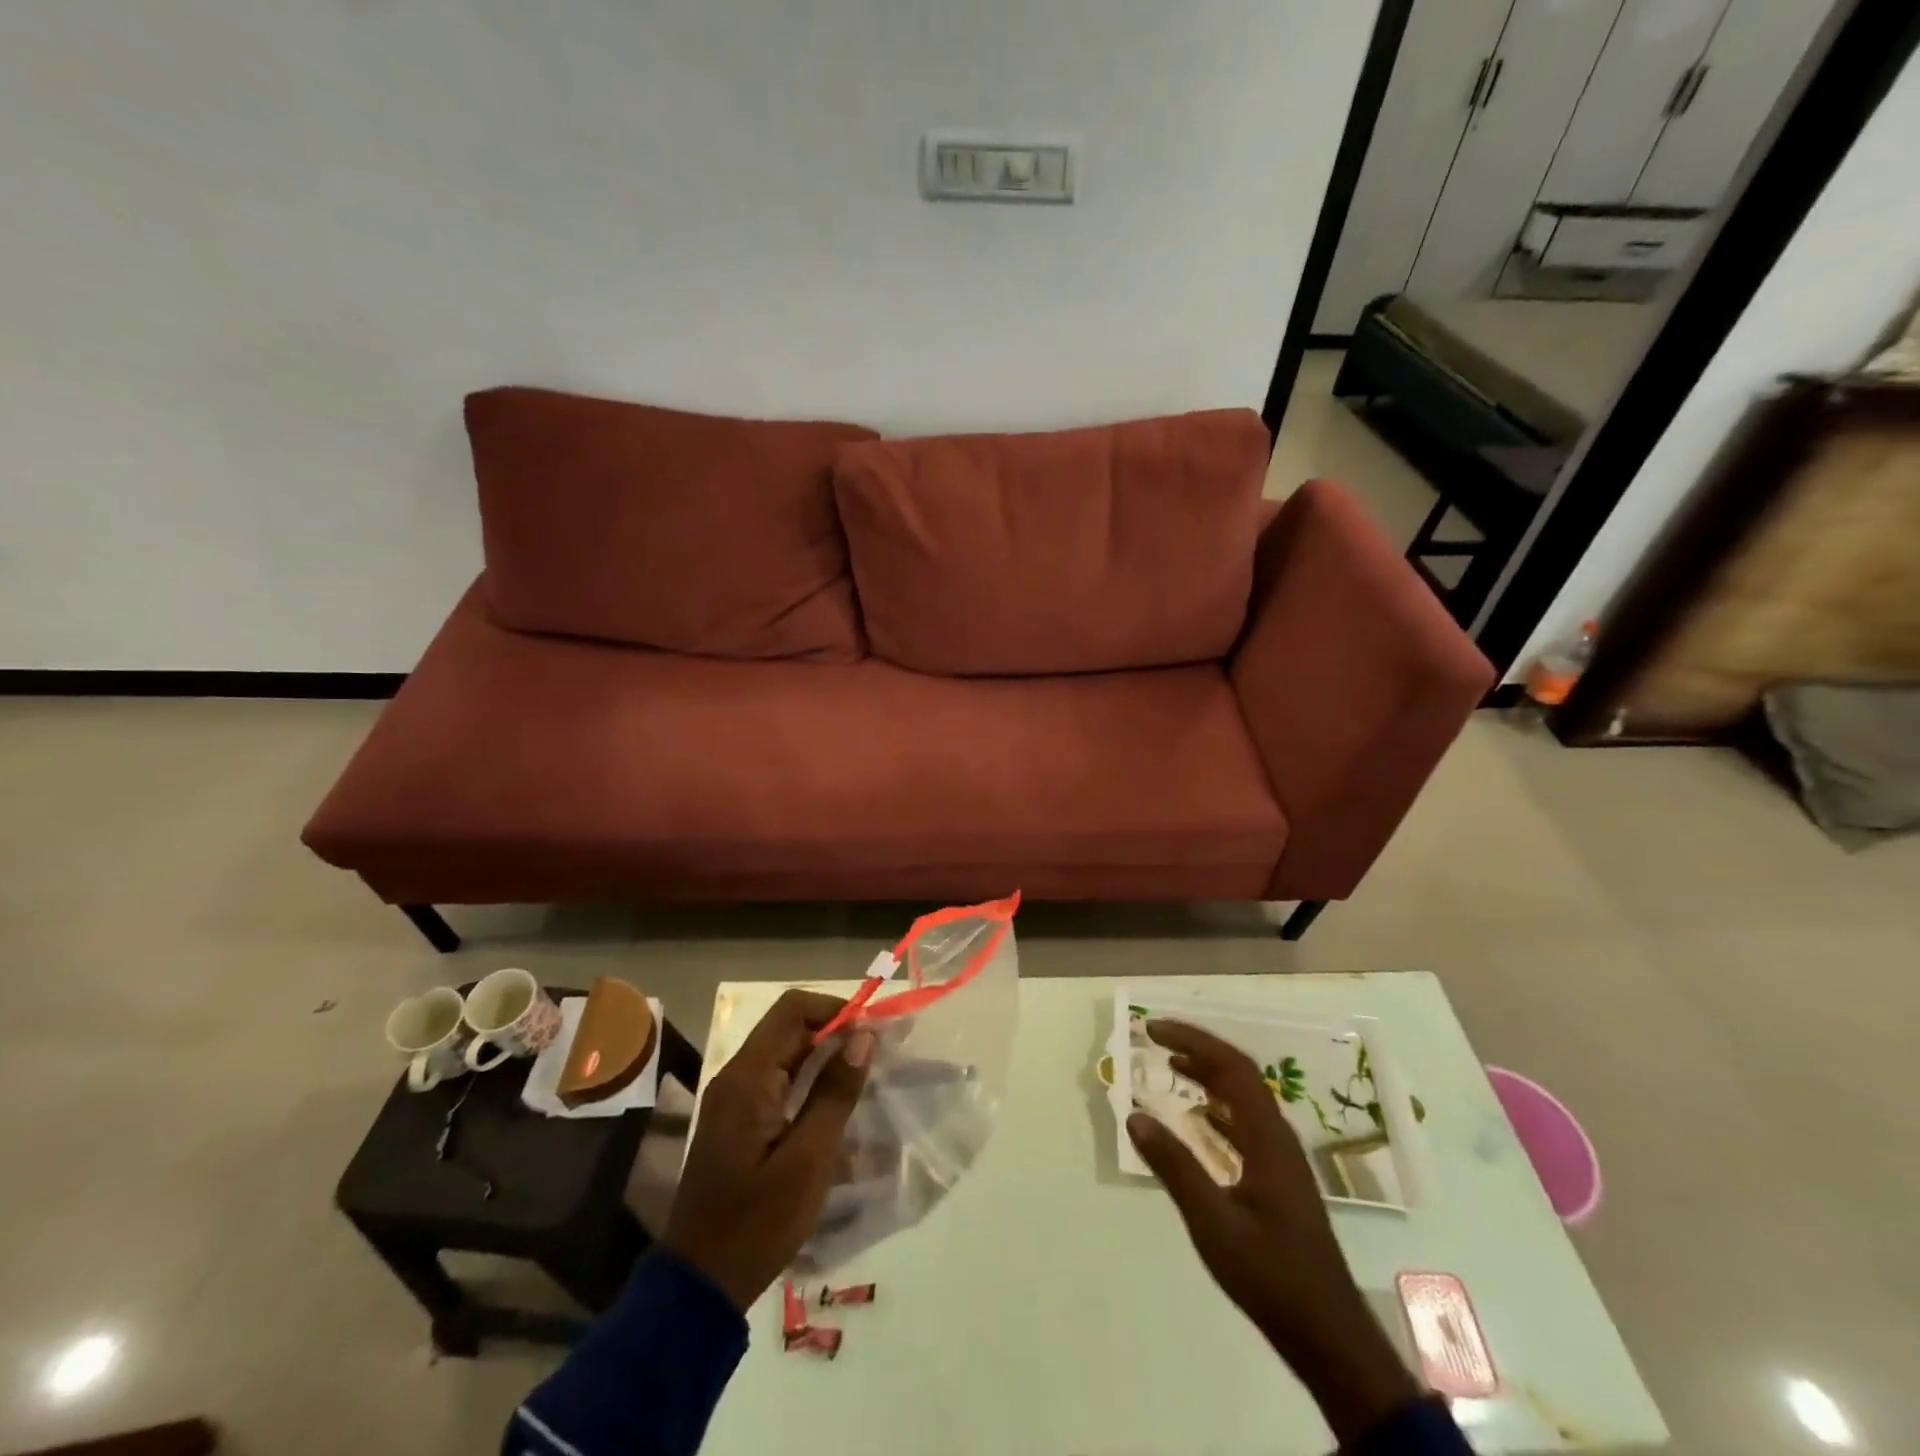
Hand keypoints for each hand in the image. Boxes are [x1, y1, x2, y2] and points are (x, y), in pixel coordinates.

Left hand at [663, 990, 874, 1311]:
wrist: (700, 1286)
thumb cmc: (757, 1223)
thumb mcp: (808, 1160)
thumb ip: (835, 1092)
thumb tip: (863, 1035)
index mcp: (748, 1078)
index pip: (793, 1009)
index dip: (835, 1009)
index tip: (872, 1032)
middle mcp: (737, 1077)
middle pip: (790, 1029)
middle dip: (836, 1034)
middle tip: (879, 1055)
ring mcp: (735, 1100)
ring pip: (787, 1056)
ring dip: (827, 1060)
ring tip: (867, 1080)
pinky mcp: (740, 1122)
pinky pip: (780, 1084)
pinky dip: (812, 1086)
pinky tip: (840, 1110)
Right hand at [1126, 1020, 1419, 1445]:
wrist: (1329, 1335)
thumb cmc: (1270, 1276)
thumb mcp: (1212, 1223)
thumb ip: (1174, 1167)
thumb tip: (1134, 1115)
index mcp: (1267, 1138)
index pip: (1231, 1067)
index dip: (1192, 1040)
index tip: (1153, 1030)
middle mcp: (1278, 1137)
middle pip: (1240, 1074)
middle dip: (1197, 1048)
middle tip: (1156, 1040)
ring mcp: (1282, 1157)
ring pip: (1244, 1096)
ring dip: (1209, 1073)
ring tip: (1172, 1066)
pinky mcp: (1280, 1177)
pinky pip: (1246, 1121)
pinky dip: (1218, 1105)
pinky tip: (1199, 1118)